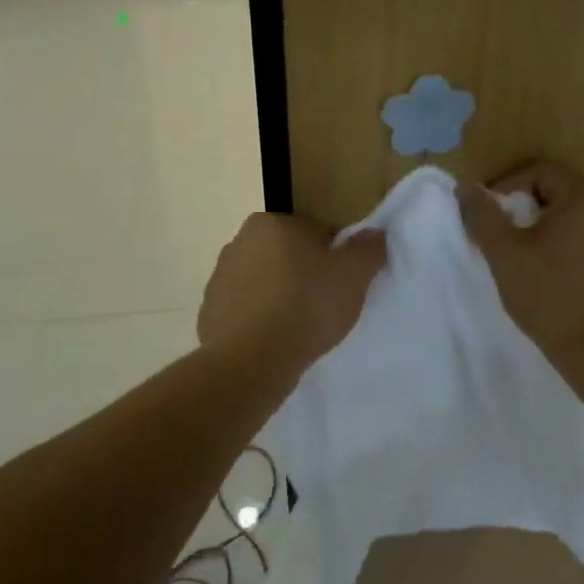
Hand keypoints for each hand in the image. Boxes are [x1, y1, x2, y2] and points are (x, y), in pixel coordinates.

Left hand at [198, 213, 385, 379]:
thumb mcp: (353, 276)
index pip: (315, 232)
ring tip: (299, 328)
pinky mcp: (210, 310)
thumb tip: (373, 233)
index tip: (340, 285)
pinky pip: (245, 309)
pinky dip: (259, 320)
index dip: (333, 258)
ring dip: (280, 297)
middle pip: (287, 255)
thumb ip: (368, 249)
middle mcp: (240, 240)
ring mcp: (220, 277)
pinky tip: (274, 341)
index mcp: (272, 222)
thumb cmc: (306, 308)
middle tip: (324, 306)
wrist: (250, 361)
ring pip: (265, 282)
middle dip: (304, 274)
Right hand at [458, 162, 583, 356]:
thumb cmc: (549, 297)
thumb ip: (483, 215)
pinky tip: (568, 278)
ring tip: (537, 261)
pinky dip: (582, 249)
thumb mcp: (505, 254)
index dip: (509, 188)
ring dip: (558, 230)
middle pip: (564, 193)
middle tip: (510, 241)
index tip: (492, 218)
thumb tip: (466, 186)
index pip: (541, 173)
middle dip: (532, 211)